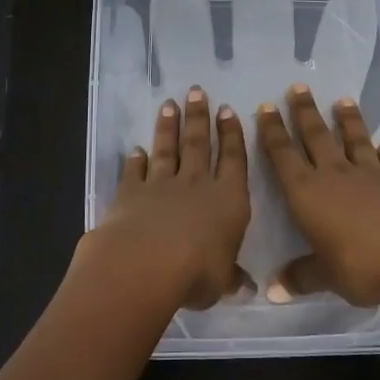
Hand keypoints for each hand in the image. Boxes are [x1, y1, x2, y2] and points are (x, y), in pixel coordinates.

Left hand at [79, 86, 252, 310]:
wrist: (145, 264)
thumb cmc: (196, 273)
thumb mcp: (222, 282)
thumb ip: (232, 279)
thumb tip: (249, 288)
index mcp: (228, 200)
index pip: (233, 160)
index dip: (232, 135)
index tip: (228, 110)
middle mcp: (196, 184)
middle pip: (199, 144)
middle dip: (199, 117)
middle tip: (197, 91)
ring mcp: (161, 185)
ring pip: (168, 149)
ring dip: (169, 127)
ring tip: (169, 104)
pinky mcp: (131, 193)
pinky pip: (135, 171)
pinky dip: (135, 160)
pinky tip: (135, 149)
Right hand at [255, 83, 379, 305]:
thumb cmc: (362, 263)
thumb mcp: (326, 277)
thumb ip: (302, 277)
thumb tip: (273, 290)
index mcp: (308, 193)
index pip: (283, 156)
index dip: (272, 132)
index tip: (266, 107)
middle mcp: (336, 175)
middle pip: (317, 137)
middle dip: (304, 113)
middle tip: (298, 87)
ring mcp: (372, 176)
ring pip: (354, 141)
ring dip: (348, 121)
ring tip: (343, 100)